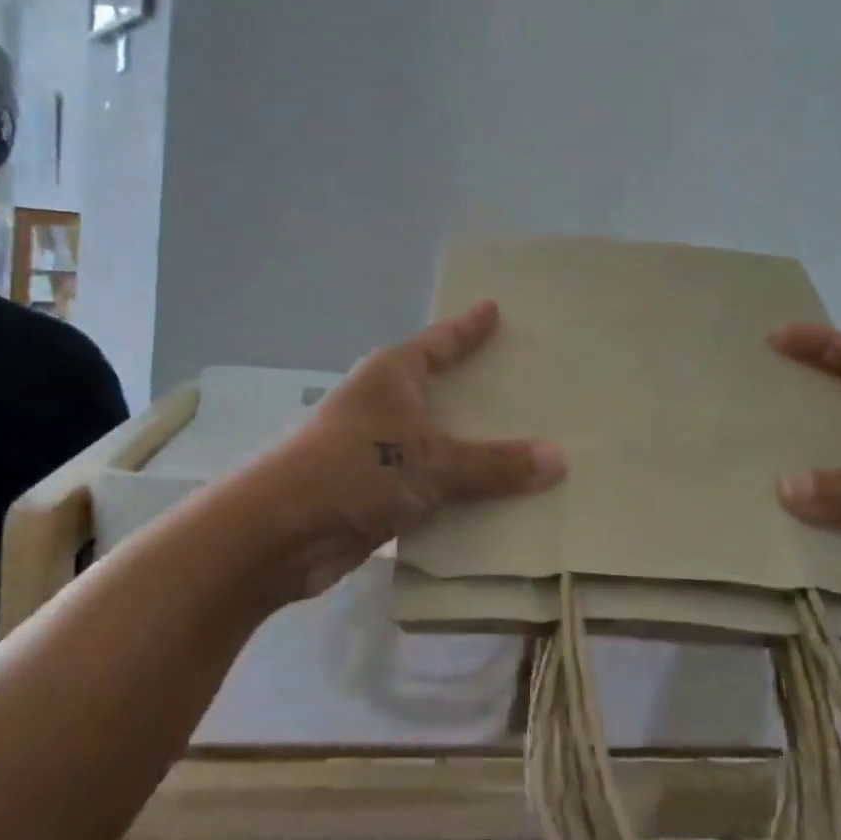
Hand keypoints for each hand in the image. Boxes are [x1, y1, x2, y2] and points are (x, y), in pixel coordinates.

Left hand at [257, 300, 565, 602]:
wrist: (281, 531)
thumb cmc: (356, 469)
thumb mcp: (433, 461)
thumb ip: (494, 463)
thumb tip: (559, 460)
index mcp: (394, 374)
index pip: (441, 341)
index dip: (469, 327)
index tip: (494, 308)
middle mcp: (384, 403)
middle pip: (440, 388)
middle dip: (477, 389)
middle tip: (527, 381)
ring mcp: (376, 448)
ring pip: (436, 441)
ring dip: (471, 448)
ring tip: (525, 443)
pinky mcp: (374, 491)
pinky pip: (430, 484)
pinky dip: (457, 491)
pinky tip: (494, 500)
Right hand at [771, 325, 840, 648]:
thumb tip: (783, 487)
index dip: (825, 345)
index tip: (776, 338)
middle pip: (839, 423)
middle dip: (795, 416)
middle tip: (740, 413)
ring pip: (836, 483)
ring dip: (799, 484)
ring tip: (741, 479)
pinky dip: (816, 538)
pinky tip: (776, 540)